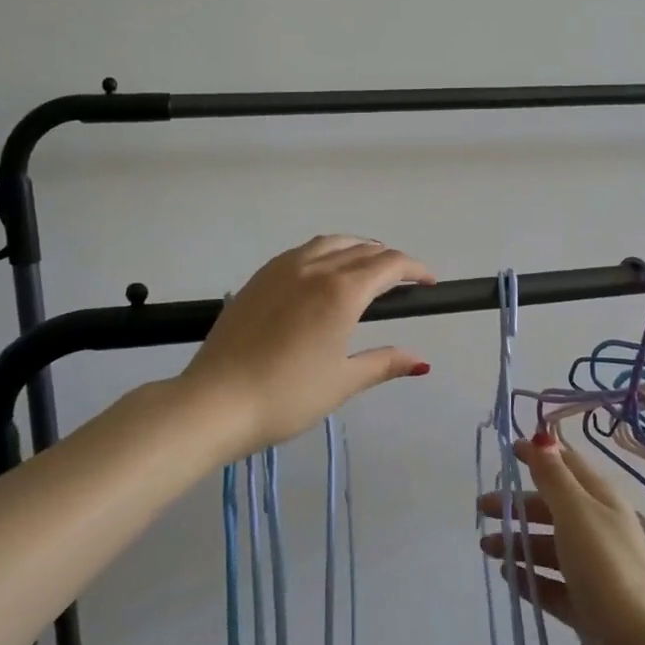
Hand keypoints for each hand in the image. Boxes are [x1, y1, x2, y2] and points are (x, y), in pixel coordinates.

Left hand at [180, 235, 434, 454]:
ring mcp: (281, 269)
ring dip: (356, 248)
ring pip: (329, 243)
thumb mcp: (342, 381)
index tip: (429, 282)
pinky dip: (325, 252)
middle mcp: (314, 268)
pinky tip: (323, 273)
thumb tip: (421, 362)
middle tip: (404, 280)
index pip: (388, 265)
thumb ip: (383, 363)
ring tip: (367, 266)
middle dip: (388, 260)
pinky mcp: (257, 278)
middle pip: (361, 250)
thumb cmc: (287, 395)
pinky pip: (302, 251)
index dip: (414, 269)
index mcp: (341, 291)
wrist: (215, 401)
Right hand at [479, 432, 644, 644]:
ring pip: (549, 546)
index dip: (539, 455)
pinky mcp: (587, 605)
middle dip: (518, 504)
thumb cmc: (606, 568)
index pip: (567, 466)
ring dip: (518, 542)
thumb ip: (554, 477)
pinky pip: (551, 584)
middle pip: (552, 507)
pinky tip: (507, 577)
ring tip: (486, 548)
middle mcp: (599, 529)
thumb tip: (541, 438)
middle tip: (482, 509)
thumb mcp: (576, 513)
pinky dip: (529, 577)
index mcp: (601, 501)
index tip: (507, 451)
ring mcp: (593, 569)